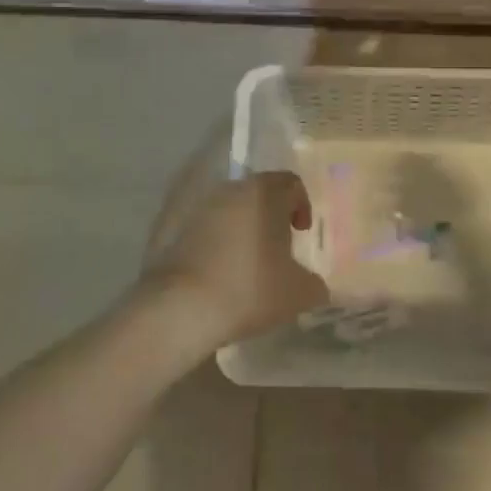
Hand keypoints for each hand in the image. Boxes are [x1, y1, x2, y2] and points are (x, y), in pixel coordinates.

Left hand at [145, 172, 328, 355]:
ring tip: (248, 263)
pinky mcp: (175, 228)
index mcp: (265, 193)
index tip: (301, 233)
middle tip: (278, 248)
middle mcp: (231, 190)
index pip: (291, 183)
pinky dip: (218, 242)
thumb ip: (314, 283)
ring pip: (231, 209)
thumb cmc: (250, 289)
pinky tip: (221, 273)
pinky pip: (207, 227)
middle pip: (259, 193)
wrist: (182, 307)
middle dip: (272, 216)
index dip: (302, 205)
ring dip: (244, 228)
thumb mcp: (299, 293)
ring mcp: (200, 207)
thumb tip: (313, 284)